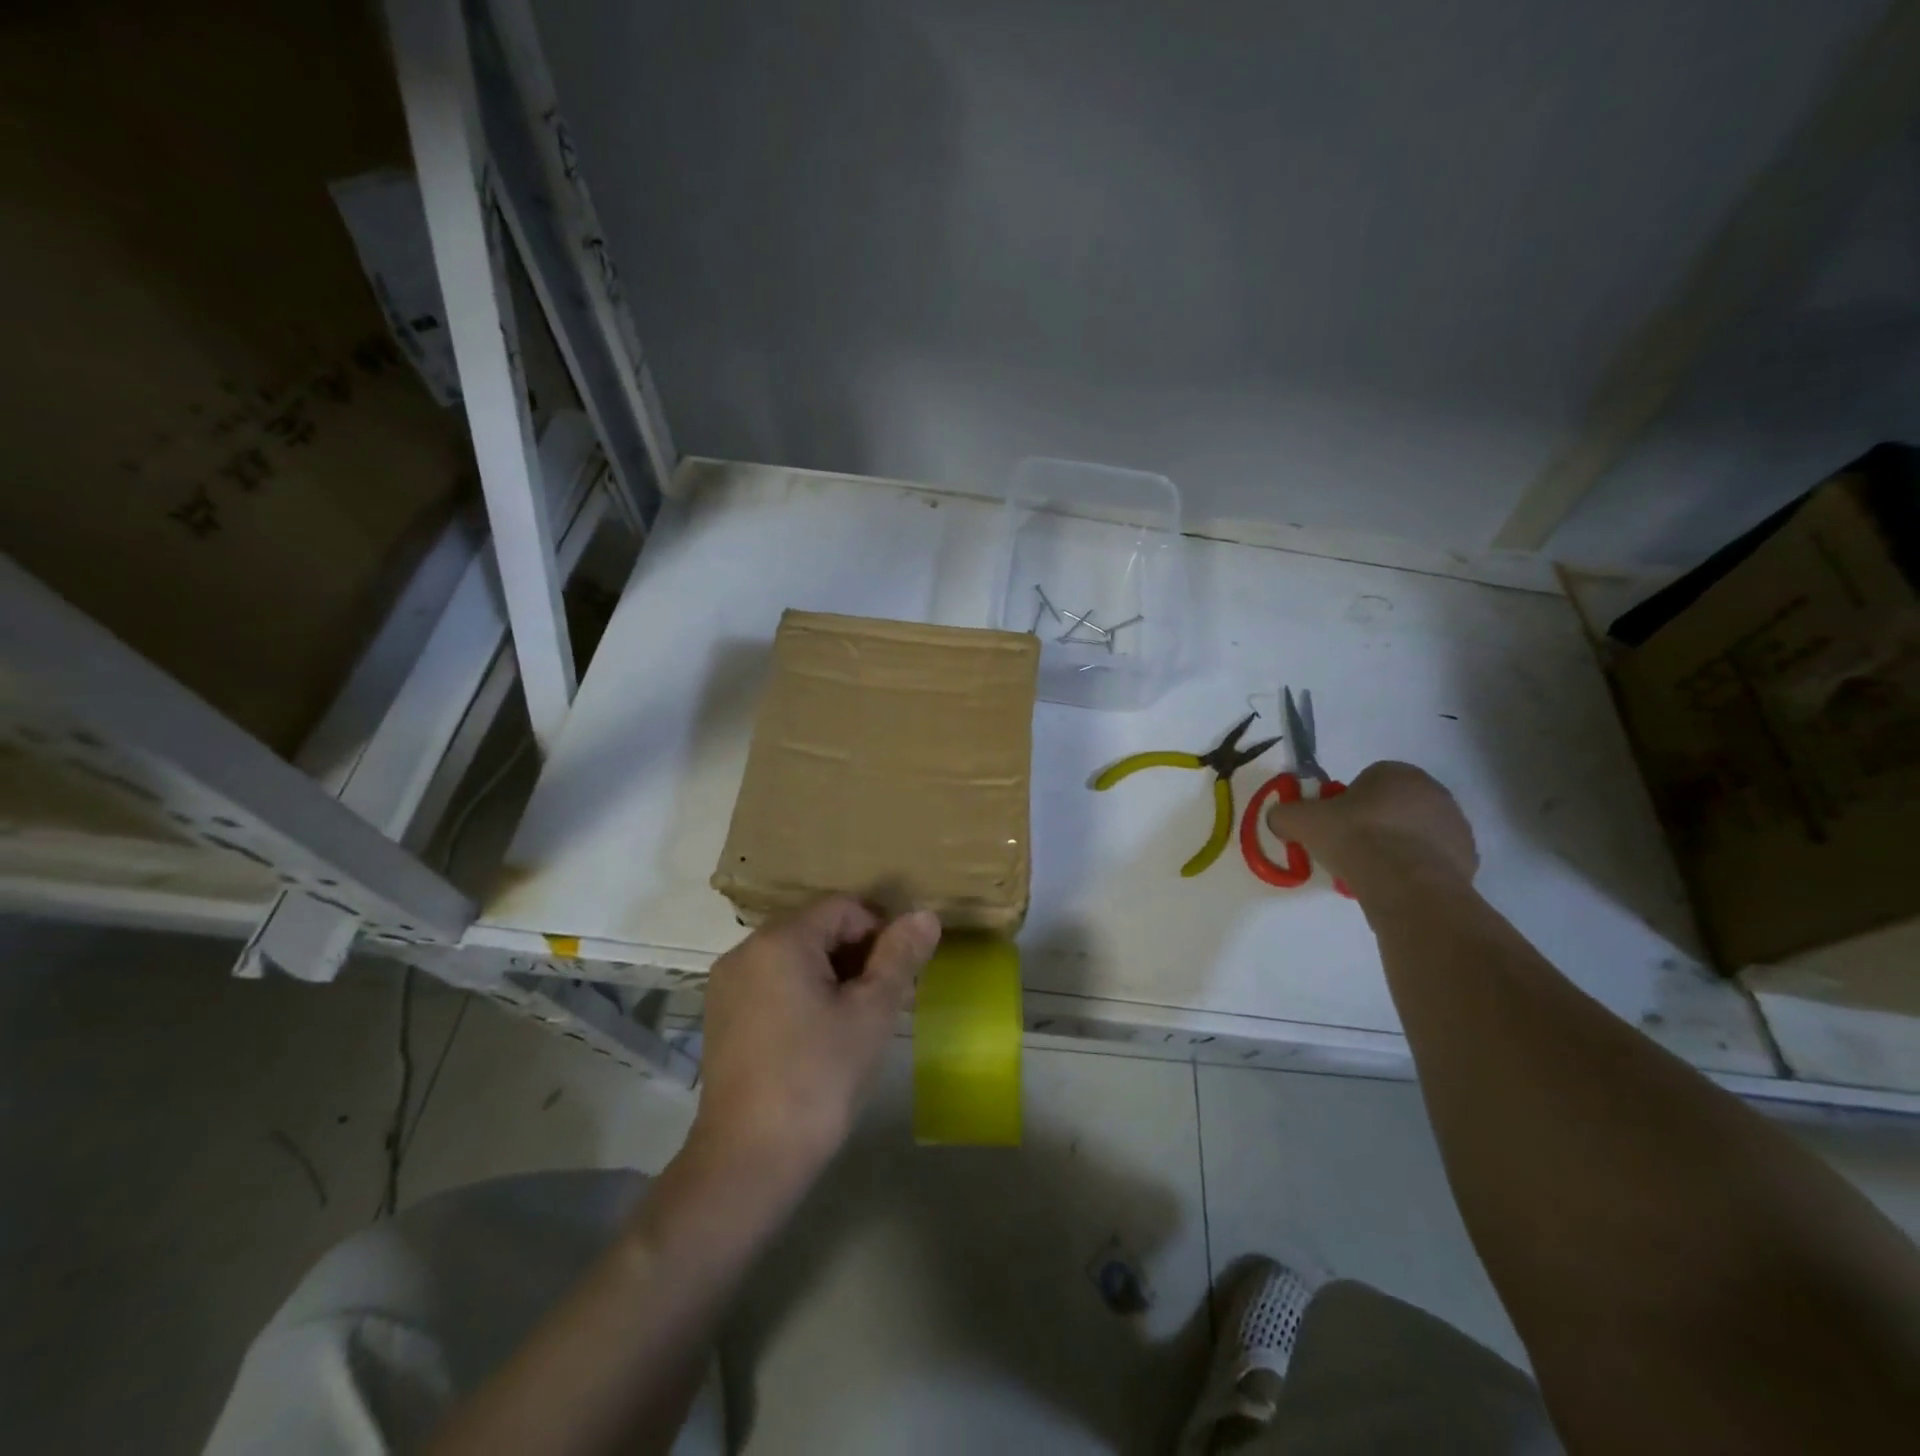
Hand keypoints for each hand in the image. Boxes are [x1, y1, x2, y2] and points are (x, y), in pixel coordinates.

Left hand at [691, 897, 940, 1175]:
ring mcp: (728, 983)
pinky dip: (802, 991)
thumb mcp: (871, 1013)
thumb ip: (899, 957)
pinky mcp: (721, 1014)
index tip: (900, 973)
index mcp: (781, 940)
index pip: (843, 907)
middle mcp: (746, 949)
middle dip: (857, 953)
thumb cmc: (819, 1077)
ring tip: (856, 1018)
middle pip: (816, 928)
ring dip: (832, 973)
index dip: (880, 931)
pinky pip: (772, 981)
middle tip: (884, 997)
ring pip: (794, 955)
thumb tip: (925, 915)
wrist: (749, 1159)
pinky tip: (820, 1034)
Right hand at [1265, 761, 1476, 899]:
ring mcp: (1455, 826)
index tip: (1332, 828)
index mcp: (1396, 772)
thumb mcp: (1301, 821)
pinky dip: (1412, 870)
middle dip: (1371, 826)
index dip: (1344, 805)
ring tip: (1370, 873)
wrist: (1406, 884)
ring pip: (1411, 834)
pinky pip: (1429, 860)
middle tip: (1348, 851)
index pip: (1364, 782)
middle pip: (1390, 807)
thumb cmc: (1355, 838)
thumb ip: (1284, 814)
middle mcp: (1433, 791)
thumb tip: (1279, 818)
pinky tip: (1394, 886)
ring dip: (1392, 848)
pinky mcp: (1467, 859)